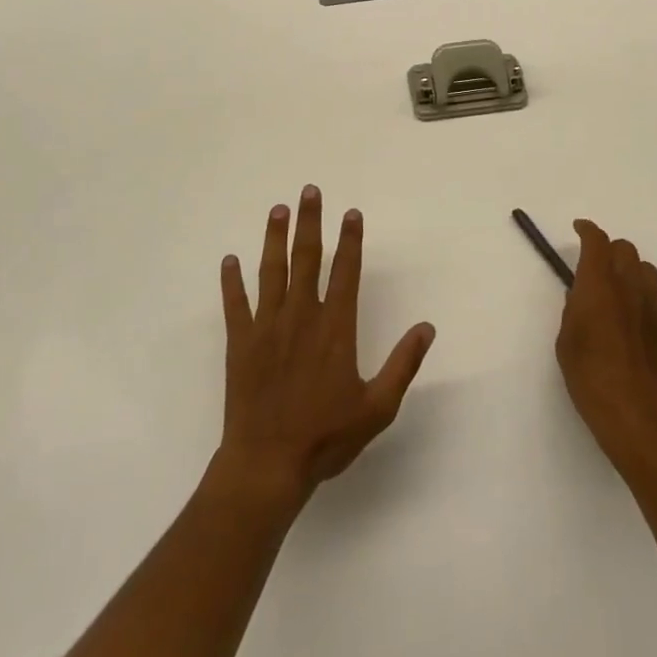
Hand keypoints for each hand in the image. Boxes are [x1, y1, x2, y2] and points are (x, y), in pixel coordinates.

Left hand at [217, 186, 435, 510]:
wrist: (267, 465)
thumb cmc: (326, 437)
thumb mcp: (377, 408)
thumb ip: (403, 364)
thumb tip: (427, 327)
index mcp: (335, 329)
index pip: (346, 272)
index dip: (351, 240)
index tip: (352, 213)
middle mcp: (301, 317)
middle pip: (307, 259)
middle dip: (311, 223)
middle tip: (311, 191)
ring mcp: (267, 327)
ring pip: (271, 271)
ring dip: (275, 238)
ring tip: (278, 209)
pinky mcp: (240, 343)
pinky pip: (235, 304)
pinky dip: (231, 281)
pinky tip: (229, 259)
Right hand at [556, 220, 656, 474]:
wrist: (636, 413)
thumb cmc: (590, 376)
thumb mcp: (566, 340)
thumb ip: (574, 309)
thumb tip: (582, 295)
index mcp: (598, 284)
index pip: (597, 242)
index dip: (587, 230)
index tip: (579, 229)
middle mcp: (628, 286)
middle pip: (625, 249)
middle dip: (609, 249)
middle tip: (594, 264)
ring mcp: (653, 305)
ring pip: (646, 269)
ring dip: (630, 269)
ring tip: (617, 287)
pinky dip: (645, 295)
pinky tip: (636, 314)